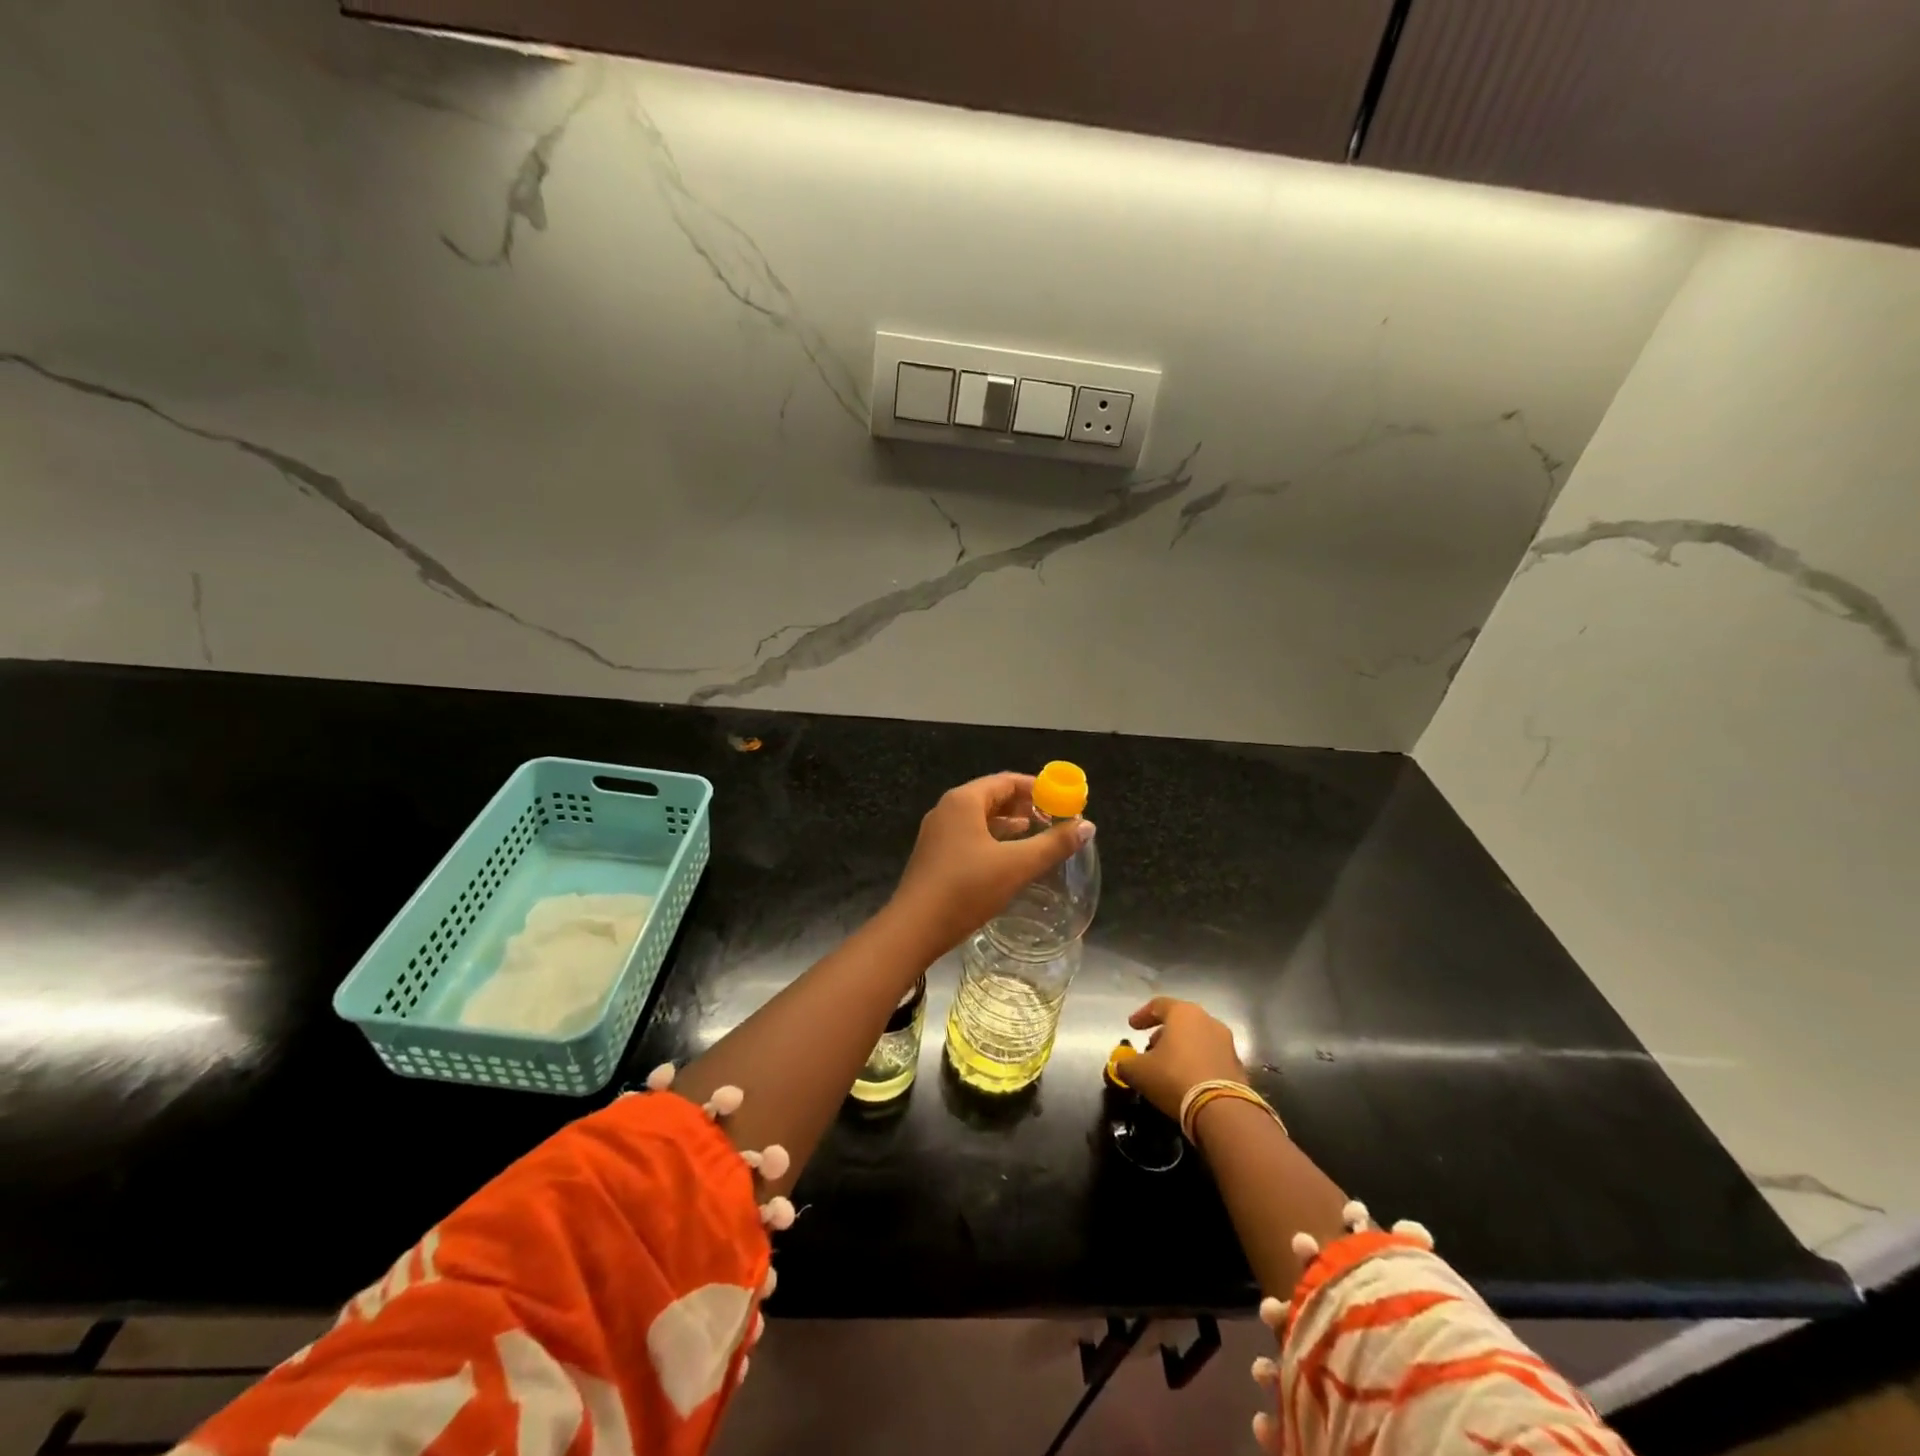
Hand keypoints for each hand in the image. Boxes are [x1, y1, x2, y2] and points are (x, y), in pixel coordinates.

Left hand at [888, 772, 1093, 957]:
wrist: (914, 928)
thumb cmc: (966, 889)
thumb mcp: (1016, 866)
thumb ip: (1053, 845)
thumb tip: (1087, 826)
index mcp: (964, 801)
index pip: (1006, 781)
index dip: (1038, 788)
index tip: (1063, 800)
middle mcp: (948, 809)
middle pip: (992, 796)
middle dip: (1024, 804)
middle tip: (1054, 817)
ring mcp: (938, 833)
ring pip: (980, 818)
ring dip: (1009, 823)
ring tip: (1036, 833)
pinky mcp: (935, 855)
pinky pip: (969, 835)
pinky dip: (993, 839)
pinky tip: (1008, 856)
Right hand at [1118, 998, 1247, 1120]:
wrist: (1222, 1110)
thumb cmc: (1174, 1078)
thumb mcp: (1139, 1071)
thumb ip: (1126, 1063)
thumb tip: (1121, 1064)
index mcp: (1183, 1013)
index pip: (1158, 1005)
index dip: (1142, 1015)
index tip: (1131, 1027)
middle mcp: (1207, 1020)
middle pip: (1180, 1021)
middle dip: (1163, 1033)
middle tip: (1150, 1048)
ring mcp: (1226, 1042)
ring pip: (1197, 1038)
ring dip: (1181, 1048)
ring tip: (1168, 1066)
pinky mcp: (1237, 1065)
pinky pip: (1211, 1057)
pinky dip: (1197, 1063)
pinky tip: (1187, 1080)